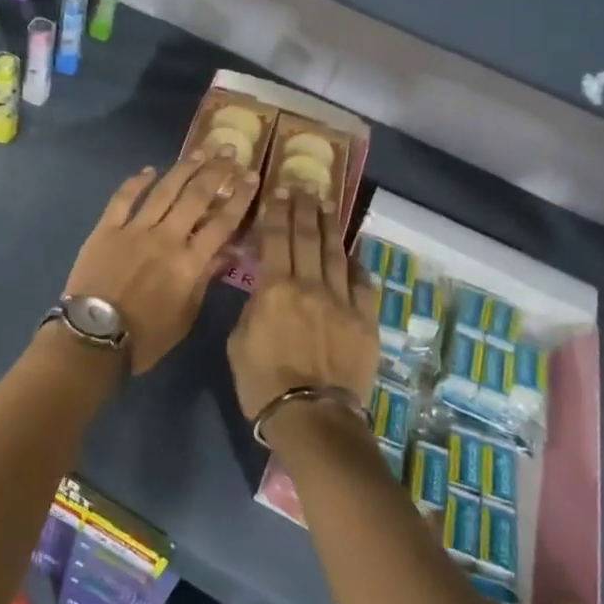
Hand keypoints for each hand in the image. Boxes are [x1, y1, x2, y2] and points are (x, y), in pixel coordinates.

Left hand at [65, 154, 258, 372]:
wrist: (94, 339)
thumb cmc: (146, 337)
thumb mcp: (186, 316)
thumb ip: (205, 281)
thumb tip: (226, 253)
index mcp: (189, 262)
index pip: (223, 223)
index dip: (240, 197)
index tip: (253, 176)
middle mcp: (166, 238)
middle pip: (196, 197)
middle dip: (216, 171)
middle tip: (229, 150)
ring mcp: (135, 230)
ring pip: (164, 190)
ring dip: (184, 168)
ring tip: (200, 151)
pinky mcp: (107, 229)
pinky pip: (124, 198)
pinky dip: (137, 181)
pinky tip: (149, 169)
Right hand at [227, 189, 380, 422]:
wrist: (313, 417)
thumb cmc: (263, 383)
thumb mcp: (238, 342)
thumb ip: (253, 307)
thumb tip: (264, 289)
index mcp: (275, 288)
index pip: (275, 238)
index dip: (277, 211)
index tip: (279, 190)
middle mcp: (310, 285)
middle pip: (307, 237)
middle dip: (305, 208)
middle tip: (305, 186)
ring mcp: (342, 301)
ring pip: (336, 253)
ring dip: (331, 226)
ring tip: (328, 205)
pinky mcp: (365, 320)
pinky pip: (363, 284)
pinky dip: (357, 265)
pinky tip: (353, 253)